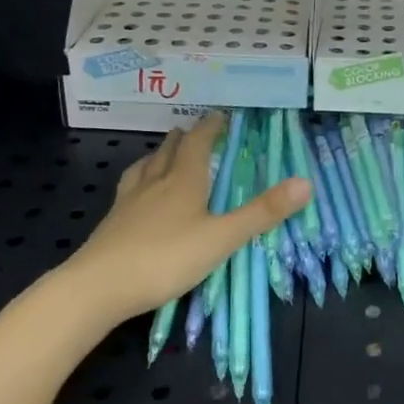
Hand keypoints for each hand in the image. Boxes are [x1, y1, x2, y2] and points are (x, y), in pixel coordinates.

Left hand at [63, 113, 310, 326]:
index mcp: (183, 181)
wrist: (97, 288)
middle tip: (191, 130)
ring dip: (157, 156)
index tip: (220, 115)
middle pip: (168, 151)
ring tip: (162, 153)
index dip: (210, 128)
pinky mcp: (111, 225)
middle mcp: (154, 184)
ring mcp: (128, 204)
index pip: (197, 143)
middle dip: (182, 138)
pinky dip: (138, 182)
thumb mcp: (222, 238)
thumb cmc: (165, 259)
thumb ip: (261, 212)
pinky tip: (136, 196)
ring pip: (144, 168)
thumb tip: (306, 182)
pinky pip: (128, 191)